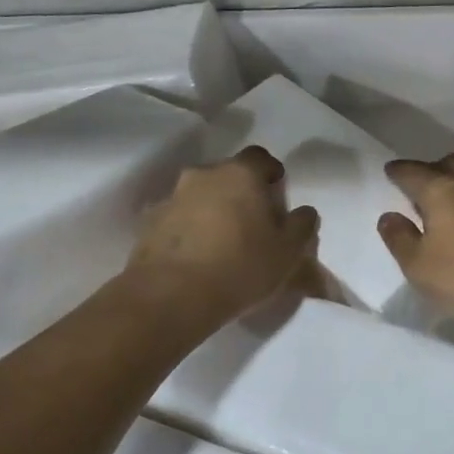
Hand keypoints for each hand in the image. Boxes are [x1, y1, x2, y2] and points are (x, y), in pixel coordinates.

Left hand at [128, 147, 319, 323]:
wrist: (170, 296)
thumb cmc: (240, 266)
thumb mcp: (288, 252)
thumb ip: (302, 226)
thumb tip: (304, 212)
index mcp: (240, 174)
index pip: (260, 157)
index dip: (271, 172)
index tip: (277, 193)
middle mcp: (203, 175)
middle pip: (227, 175)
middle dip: (241, 192)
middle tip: (253, 221)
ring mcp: (172, 197)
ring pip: (200, 196)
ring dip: (212, 210)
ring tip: (223, 243)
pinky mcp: (149, 224)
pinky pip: (178, 219)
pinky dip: (189, 230)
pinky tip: (197, 258)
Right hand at [378, 153, 453, 328]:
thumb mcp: (420, 266)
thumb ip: (399, 239)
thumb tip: (388, 217)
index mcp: (439, 190)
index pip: (411, 171)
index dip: (398, 171)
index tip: (390, 172)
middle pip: (446, 164)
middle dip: (429, 170)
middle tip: (419, 187)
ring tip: (445, 205)